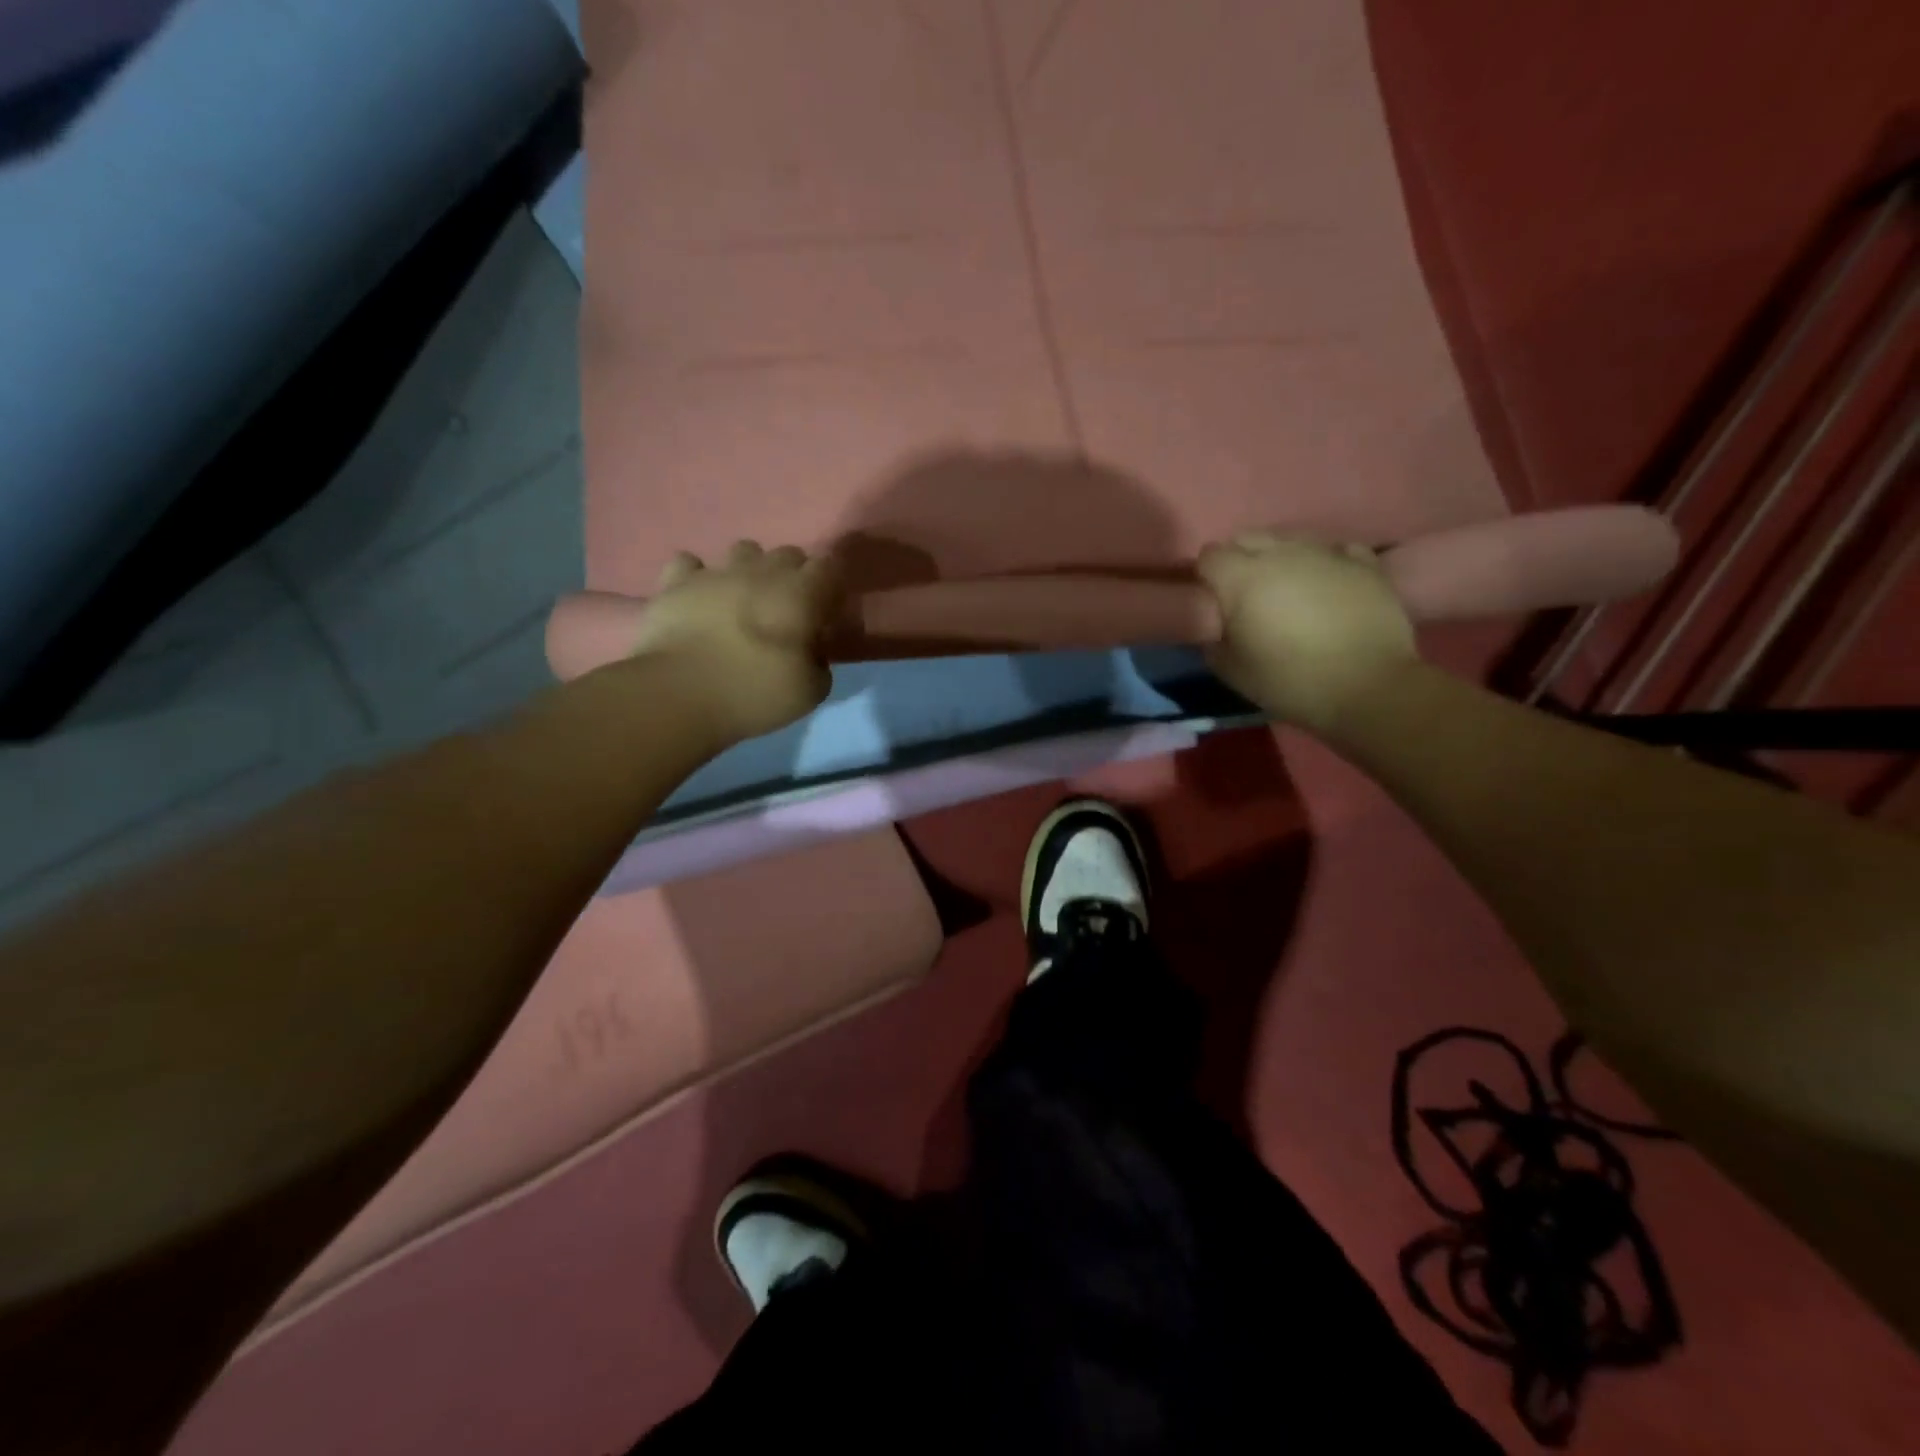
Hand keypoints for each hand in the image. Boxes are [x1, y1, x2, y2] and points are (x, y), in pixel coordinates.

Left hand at [629, 540, 843, 744]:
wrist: (678, 694)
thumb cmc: (753, 693)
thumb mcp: (810, 693)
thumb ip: (819, 664)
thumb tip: (812, 652)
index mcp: (801, 594)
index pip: (830, 566)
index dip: (832, 585)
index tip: (828, 610)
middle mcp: (762, 571)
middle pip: (789, 554)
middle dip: (794, 575)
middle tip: (789, 609)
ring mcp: (716, 572)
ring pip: (744, 550)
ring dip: (750, 569)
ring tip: (744, 598)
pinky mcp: (675, 581)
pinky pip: (689, 563)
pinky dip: (696, 576)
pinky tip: (698, 596)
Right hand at [1197, 532, 1417, 732]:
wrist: (1367, 687)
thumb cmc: (1289, 680)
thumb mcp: (1230, 670)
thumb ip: (1212, 638)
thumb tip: (1214, 623)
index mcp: (1243, 577)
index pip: (1209, 556)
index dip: (1206, 577)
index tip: (1212, 600)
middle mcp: (1281, 553)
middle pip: (1248, 538)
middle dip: (1239, 560)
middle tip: (1245, 595)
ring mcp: (1325, 553)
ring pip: (1289, 539)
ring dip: (1280, 559)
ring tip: (1286, 589)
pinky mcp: (1363, 563)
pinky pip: (1333, 550)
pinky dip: (1323, 562)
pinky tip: (1326, 584)